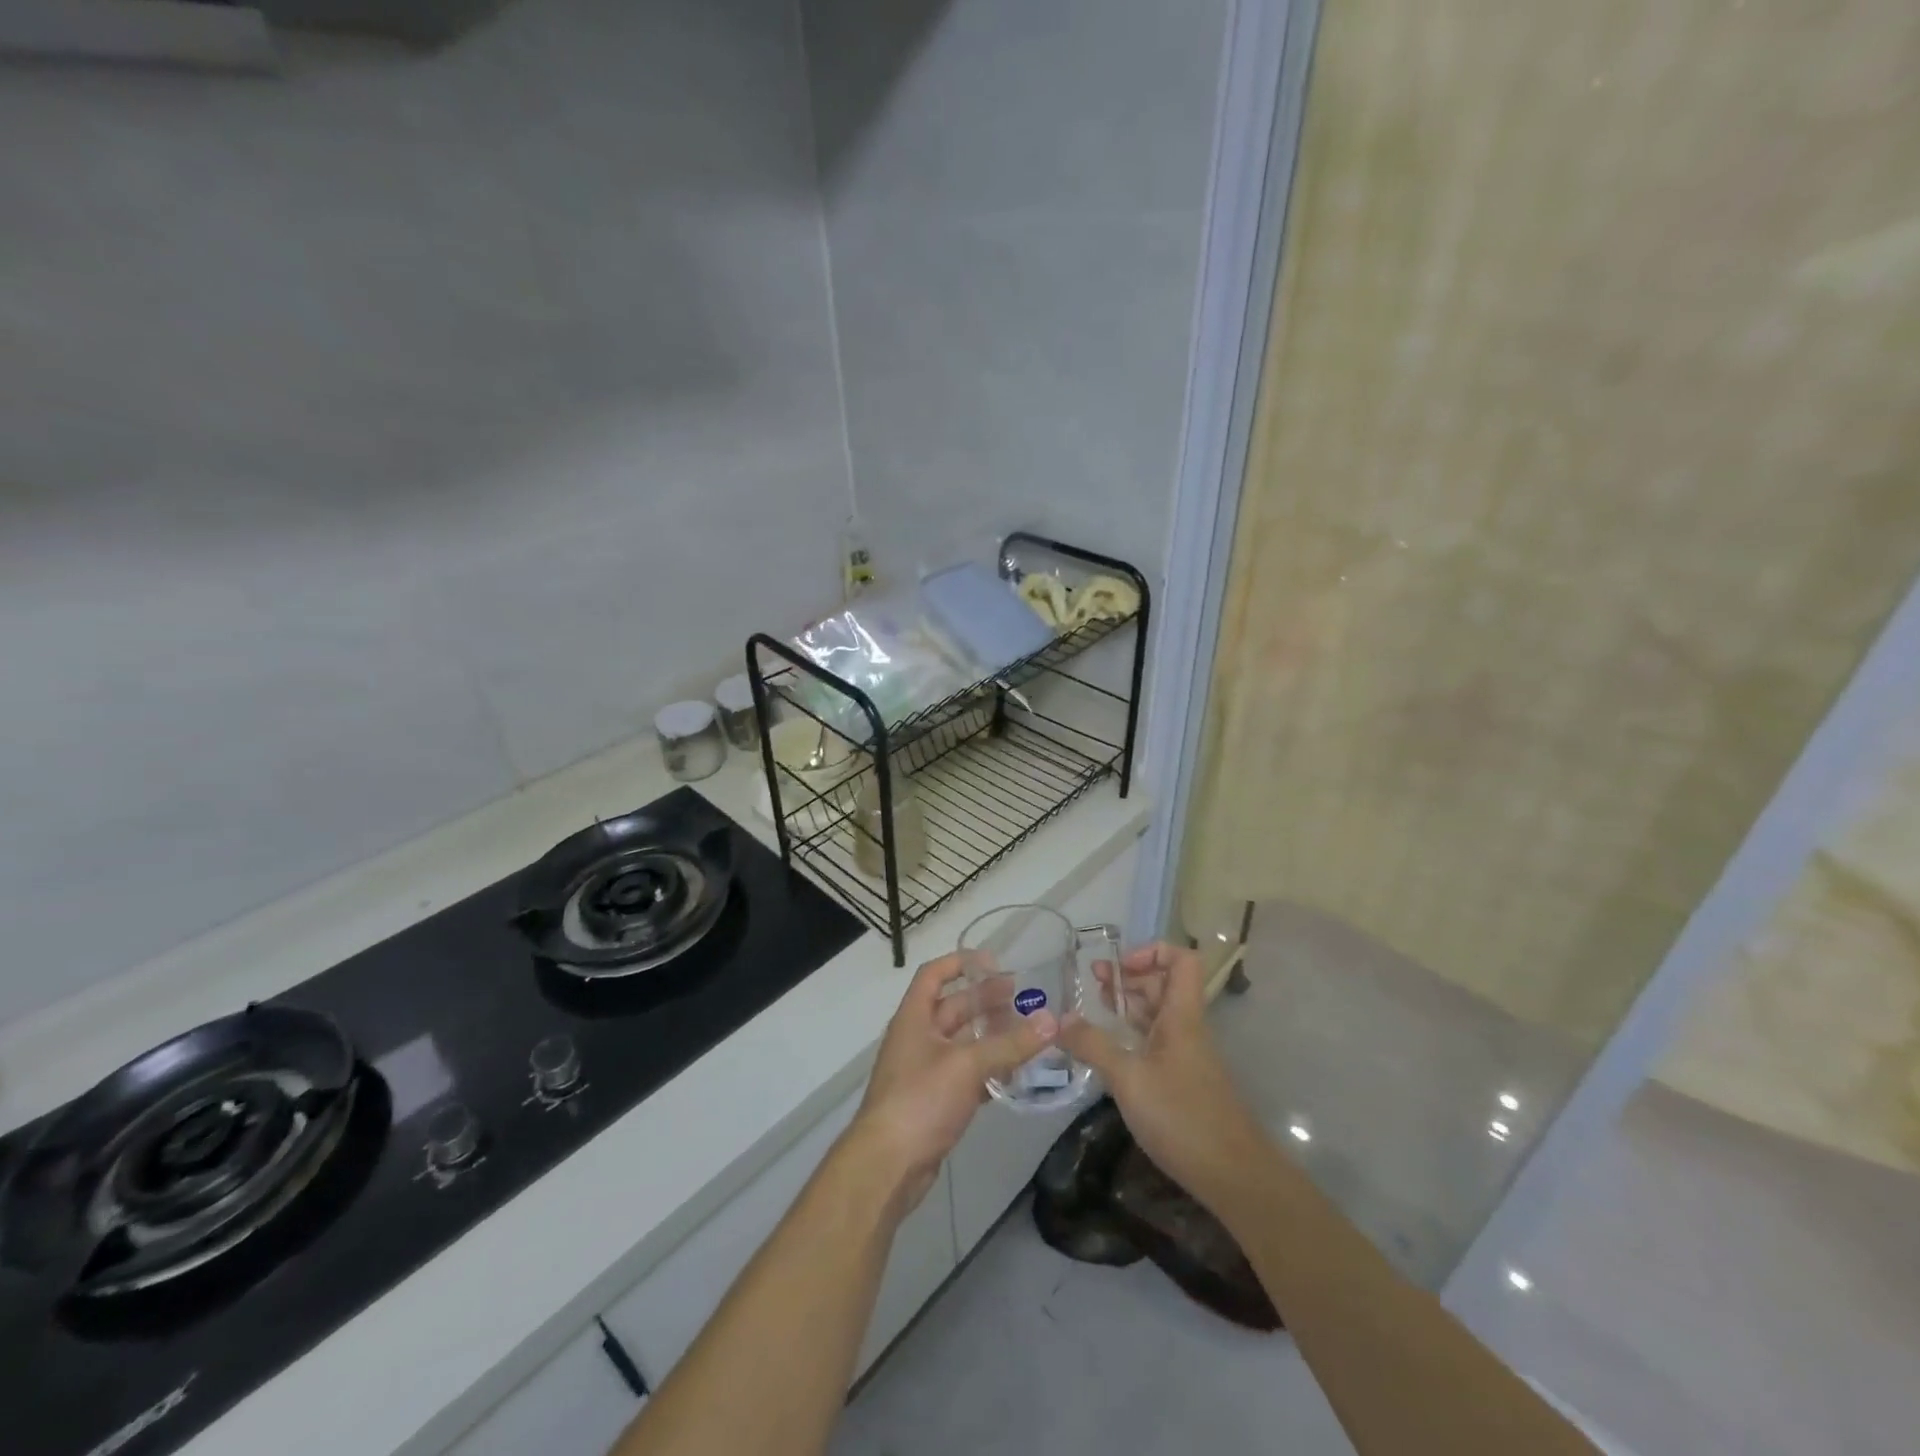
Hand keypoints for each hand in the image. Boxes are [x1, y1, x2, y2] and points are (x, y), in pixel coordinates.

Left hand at [848, 953, 1058, 1217]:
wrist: (887, 1166)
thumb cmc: (920, 1100)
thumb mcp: (967, 1065)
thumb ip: (1010, 1044)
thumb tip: (1052, 1020)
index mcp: (914, 1018)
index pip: (933, 974)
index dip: (961, 962)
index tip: (995, 962)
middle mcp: (918, 1038)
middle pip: (953, 1007)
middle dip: (985, 999)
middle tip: (1022, 997)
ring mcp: (925, 1070)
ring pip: (963, 1042)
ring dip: (991, 1035)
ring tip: (1027, 1032)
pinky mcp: (935, 1100)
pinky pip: (966, 1073)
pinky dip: (988, 1069)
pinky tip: (1015, 1073)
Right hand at [1057, 942, 1270, 1212]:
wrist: (1234, 1176)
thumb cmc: (1182, 1117)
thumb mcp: (1128, 1078)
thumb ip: (1093, 1045)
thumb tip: (1059, 1019)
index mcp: (1181, 1015)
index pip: (1182, 959)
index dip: (1151, 952)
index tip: (1119, 967)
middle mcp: (1186, 1027)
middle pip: (1164, 983)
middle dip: (1129, 976)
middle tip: (1093, 983)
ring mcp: (1186, 1055)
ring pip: (1158, 1013)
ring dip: (1128, 1004)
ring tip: (1094, 1009)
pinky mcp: (1182, 1080)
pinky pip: (1156, 1041)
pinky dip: (1132, 1034)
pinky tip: (1108, 1050)